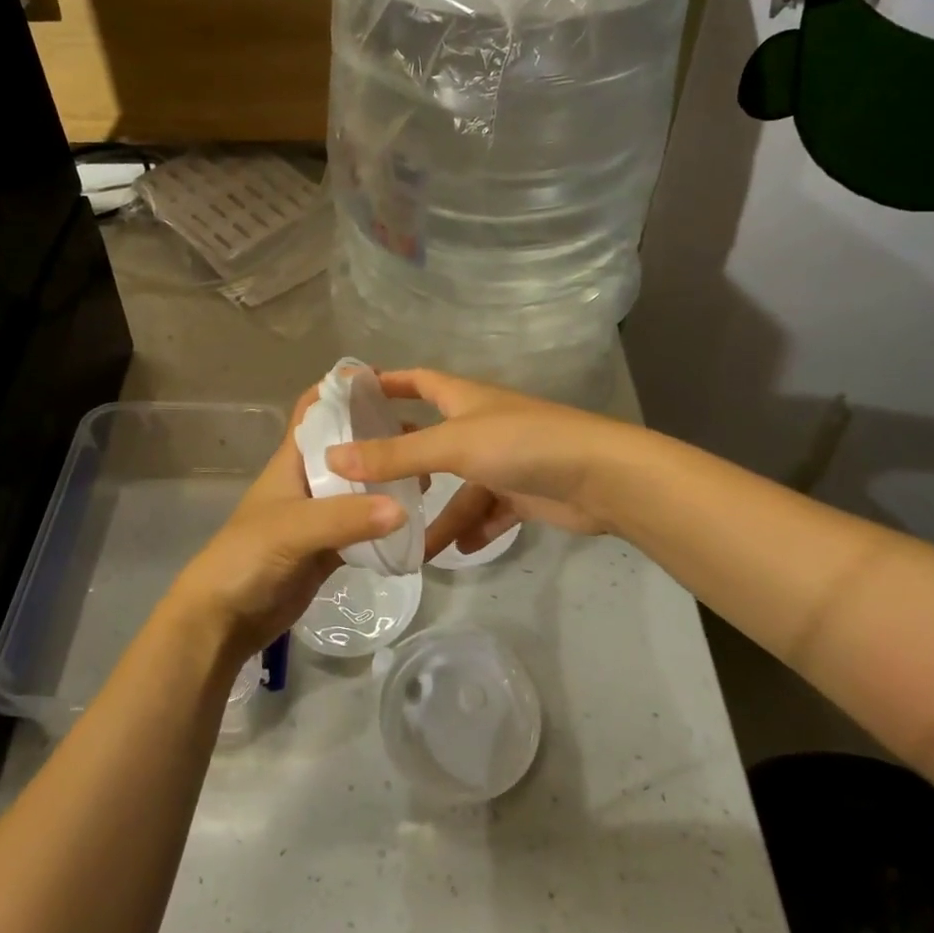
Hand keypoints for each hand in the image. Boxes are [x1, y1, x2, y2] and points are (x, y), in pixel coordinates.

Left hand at [160, 395, 405, 666]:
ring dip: (387, 478)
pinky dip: (386, 520)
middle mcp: (308, 481)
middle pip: (347, 446)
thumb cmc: (246, 558)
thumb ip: (346, 517)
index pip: (315, 410)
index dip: (342, 389)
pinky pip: (364, 525)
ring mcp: (320, 515)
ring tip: (428, 475)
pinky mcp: (330, 548)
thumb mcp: (293, 529)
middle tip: (424, 436)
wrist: (223, 619)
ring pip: (359, 486)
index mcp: (292, 461)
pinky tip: (414, 518)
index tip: (385, 380)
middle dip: (379, 435)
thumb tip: (403, 507)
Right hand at [324, 368, 633, 560]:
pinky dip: (475, 529)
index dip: (386, 382)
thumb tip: (332, 457)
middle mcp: (481, 425)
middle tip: (363, 482)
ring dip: (440, 516)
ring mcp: (504, 461)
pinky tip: (459, 552)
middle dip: (402, 460)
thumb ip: (395, 454)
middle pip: (432, 440)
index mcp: (464, 399)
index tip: (350, 394)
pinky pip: (491, 512)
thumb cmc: (522, 444)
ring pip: (461, 489)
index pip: (417, 380)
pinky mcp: (524, 493)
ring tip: (410, 550)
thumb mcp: (452, 446)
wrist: (600, 477)